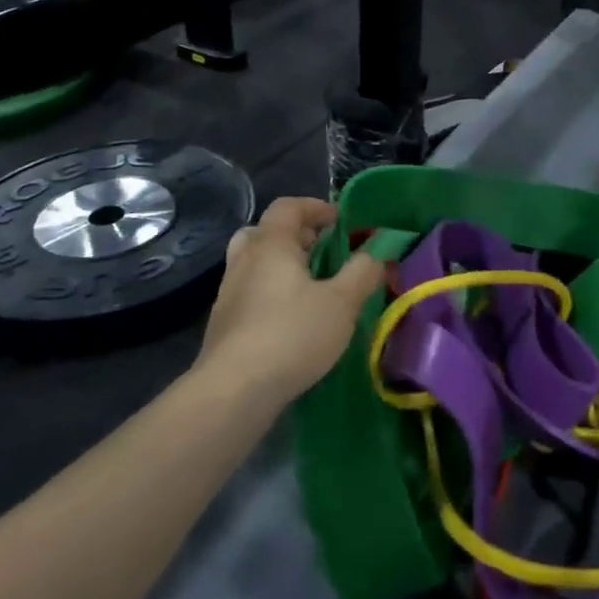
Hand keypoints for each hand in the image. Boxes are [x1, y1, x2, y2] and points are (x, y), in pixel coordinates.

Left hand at [198, 197, 383, 404]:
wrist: (233, 391)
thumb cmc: (292, 335)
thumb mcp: (342, 302)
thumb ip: (362, 272)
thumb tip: (375, 252)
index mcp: (271, 245)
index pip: (288, 207)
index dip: (315, 207)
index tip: (340, 221)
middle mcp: (244, 261)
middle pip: (266, 232)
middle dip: (297, 236)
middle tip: (323, 252)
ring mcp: (228, 293)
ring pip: (255, 263)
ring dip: (282, 266)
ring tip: (311, 287)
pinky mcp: (223, 324)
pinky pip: (250, 292)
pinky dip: (271, 292)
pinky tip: (292, 319)